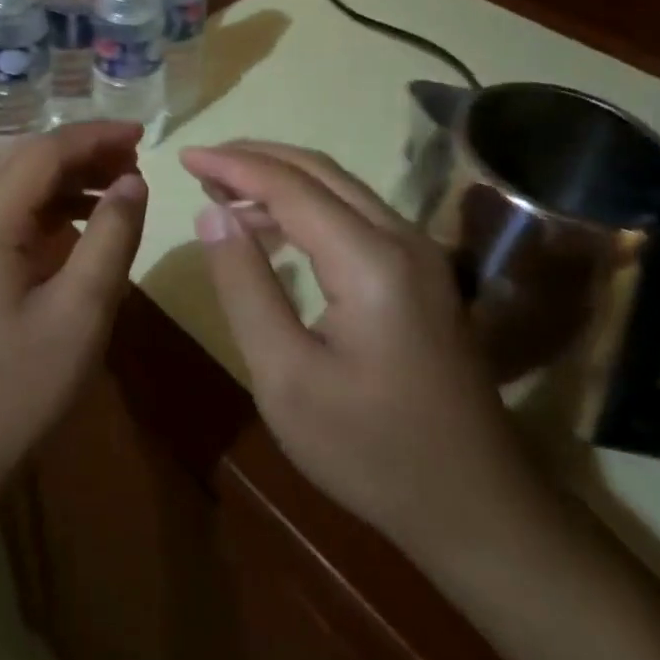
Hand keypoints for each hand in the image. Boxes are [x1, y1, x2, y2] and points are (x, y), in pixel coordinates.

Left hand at [0, 123, 148, 518]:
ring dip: (64, 179)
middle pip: (24, 162)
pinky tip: (81, 222)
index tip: (143, 136)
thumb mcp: (82, 311)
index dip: (95, 137)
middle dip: (81, 153)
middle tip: (135, 160)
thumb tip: (133, 181)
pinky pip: (5, 217)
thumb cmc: (19, 389)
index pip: (42, 153)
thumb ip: (112, 236)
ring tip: (118, 186)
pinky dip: (46, 209)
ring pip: (14, 187)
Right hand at [181, 142, 541, 566]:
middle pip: (320, 171)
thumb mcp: (286, 376)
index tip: (184, 154)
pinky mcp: (423, 274)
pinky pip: (356, 216)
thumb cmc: (369, 450)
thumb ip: (245, 285)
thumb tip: (212, 213)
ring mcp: (420, 254)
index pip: (290, 185)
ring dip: (282, 181)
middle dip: (256, 159)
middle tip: (202, 164)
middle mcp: (402, 238)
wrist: (475, 506)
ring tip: (225, 193)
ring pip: (341, 189)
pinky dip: (308, 208)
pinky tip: (274, 230)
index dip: (233, 164)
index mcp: (370, 260)